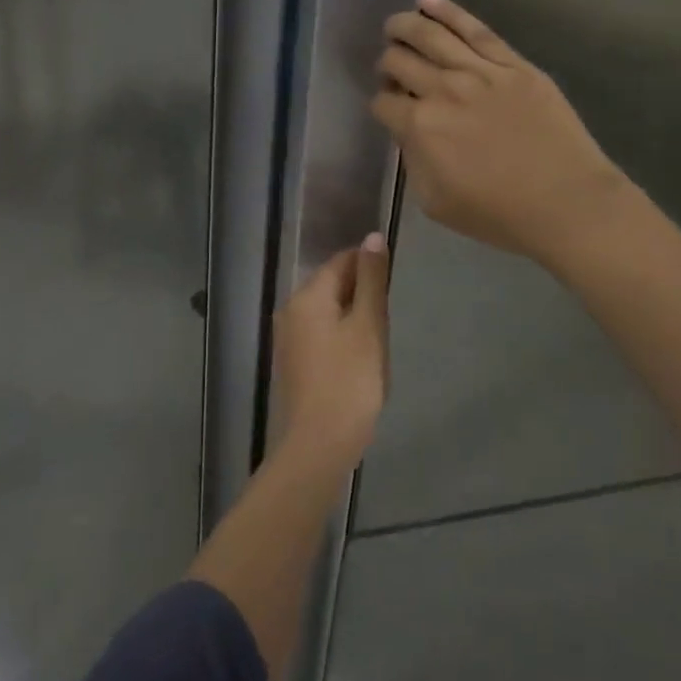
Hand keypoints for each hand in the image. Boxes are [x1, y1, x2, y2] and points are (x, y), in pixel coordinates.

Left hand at [272, 236, 390, 466]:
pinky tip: (359, 361)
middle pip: (332, 285)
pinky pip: (321, 334)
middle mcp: (290, 309)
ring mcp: (288, 337)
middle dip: (362, 294)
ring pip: (328, 311)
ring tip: (376, 342)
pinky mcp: (293, 361)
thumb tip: (372, 237)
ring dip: (354, 318)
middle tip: (387, 321)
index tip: (392, 286)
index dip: (370, 267)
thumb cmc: (350, 380)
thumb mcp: (368, 325)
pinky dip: (342, 337)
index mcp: (307, 296)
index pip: (342, 261)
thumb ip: (372, 280)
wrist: (319, 443)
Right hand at [371, 0, 632, 269]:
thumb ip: (413, 161)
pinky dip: (446, 10)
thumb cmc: (499, 214)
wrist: (567, 203)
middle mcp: (443, 90)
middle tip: (391, 70)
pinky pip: (474, 28)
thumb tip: (410, 133)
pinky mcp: (513, 63)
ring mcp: (480, 71)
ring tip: (394, 25)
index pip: (383, 103)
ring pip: (429, 35)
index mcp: (420, 127)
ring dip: (403, 26)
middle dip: (387, 64)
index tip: (389, 110)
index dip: (381, 105)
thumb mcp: (435, 202)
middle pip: (399, 62)